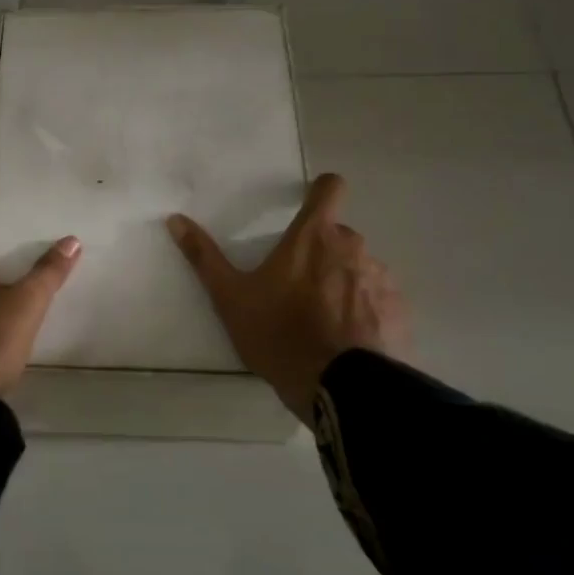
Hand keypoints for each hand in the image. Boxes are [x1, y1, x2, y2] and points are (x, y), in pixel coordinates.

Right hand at [168, 172, 407, 418]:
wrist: (337, 386)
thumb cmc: (278, 333)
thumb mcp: (230, 297)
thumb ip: (204, 256)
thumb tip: (175, 219)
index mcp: (313, 236)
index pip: (330, 188)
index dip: (320, 190)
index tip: (307, 203)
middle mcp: (353, 247)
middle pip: (338, 235)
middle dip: (321, 251)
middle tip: (297, 284)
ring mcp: (381, 279)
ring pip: (360, 267)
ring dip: (343, 281)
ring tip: (322, 318)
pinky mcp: (398, 311)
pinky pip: (379, 299)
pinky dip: (364, 310)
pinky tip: (346, 337)